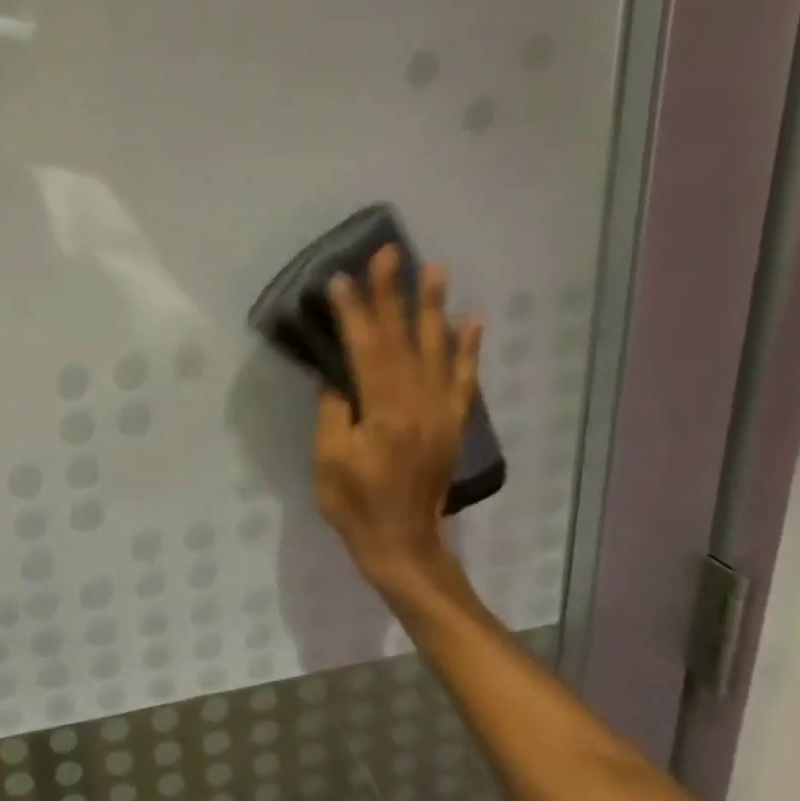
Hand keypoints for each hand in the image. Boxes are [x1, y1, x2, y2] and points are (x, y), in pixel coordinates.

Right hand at [312, 246, 481, 598]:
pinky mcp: (451, 424)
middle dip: (393, 295)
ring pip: (435, 350)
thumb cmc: (355, 505)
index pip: (366, 351)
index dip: (353, 314)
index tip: (341, 279)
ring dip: (432, 308)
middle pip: (401, 340)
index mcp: (384, 414)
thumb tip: (338, 378)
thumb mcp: (328, 461)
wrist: (403, 545)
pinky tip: (471, 320)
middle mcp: (418, 405)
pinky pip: (462, 379)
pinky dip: (467, 348)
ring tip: (434, 270)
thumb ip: (334, 413)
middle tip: (389, 254)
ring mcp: (440, 413)